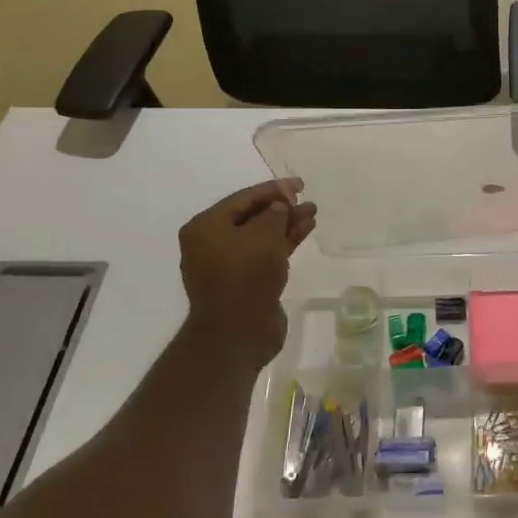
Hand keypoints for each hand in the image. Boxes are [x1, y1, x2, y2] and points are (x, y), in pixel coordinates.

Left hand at [178, 180, 317, 362]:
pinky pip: (265, 254)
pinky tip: (304, 231)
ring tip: (312, 213)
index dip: (273, 189)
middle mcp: (211, 243)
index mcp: (205, 227)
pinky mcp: (244, 283)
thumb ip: (275, 213)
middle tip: (307, 200)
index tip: (299, 184)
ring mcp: (227, 265)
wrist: (238, 332)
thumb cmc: (245, 275)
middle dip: (281, 208)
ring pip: (261, 236)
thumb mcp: (264, 235)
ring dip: (286, 224)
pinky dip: (284, 243)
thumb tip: (279, 206)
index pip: (243, 198)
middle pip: (252, 217)